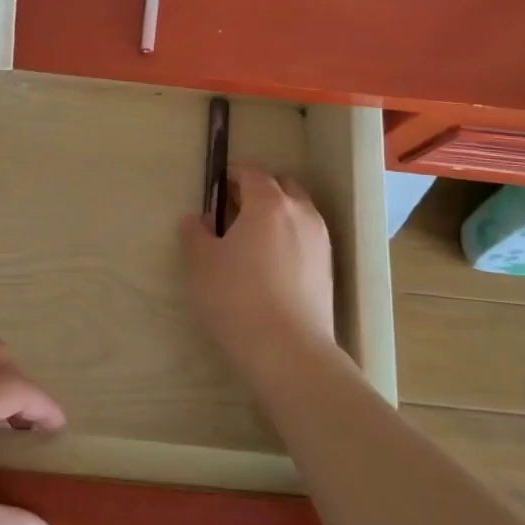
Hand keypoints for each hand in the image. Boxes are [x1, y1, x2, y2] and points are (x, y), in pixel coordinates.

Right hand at [178, 164, 340, 379]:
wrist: (287, 351)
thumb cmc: (236, 298)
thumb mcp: (200, 263)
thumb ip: (195, 233)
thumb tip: (199, 219)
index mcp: (269, 204)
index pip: (253, 173)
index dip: (233, 175)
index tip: (217, 187)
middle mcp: (301, 214)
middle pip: (282, 187)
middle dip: (260, 191)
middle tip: (234, 210)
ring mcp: (320, 242)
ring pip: (299, 213)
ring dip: (278, 215)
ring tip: (253, 239)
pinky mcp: (328, 270)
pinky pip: (307, 239)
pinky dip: (290, 239)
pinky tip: (271, 265)